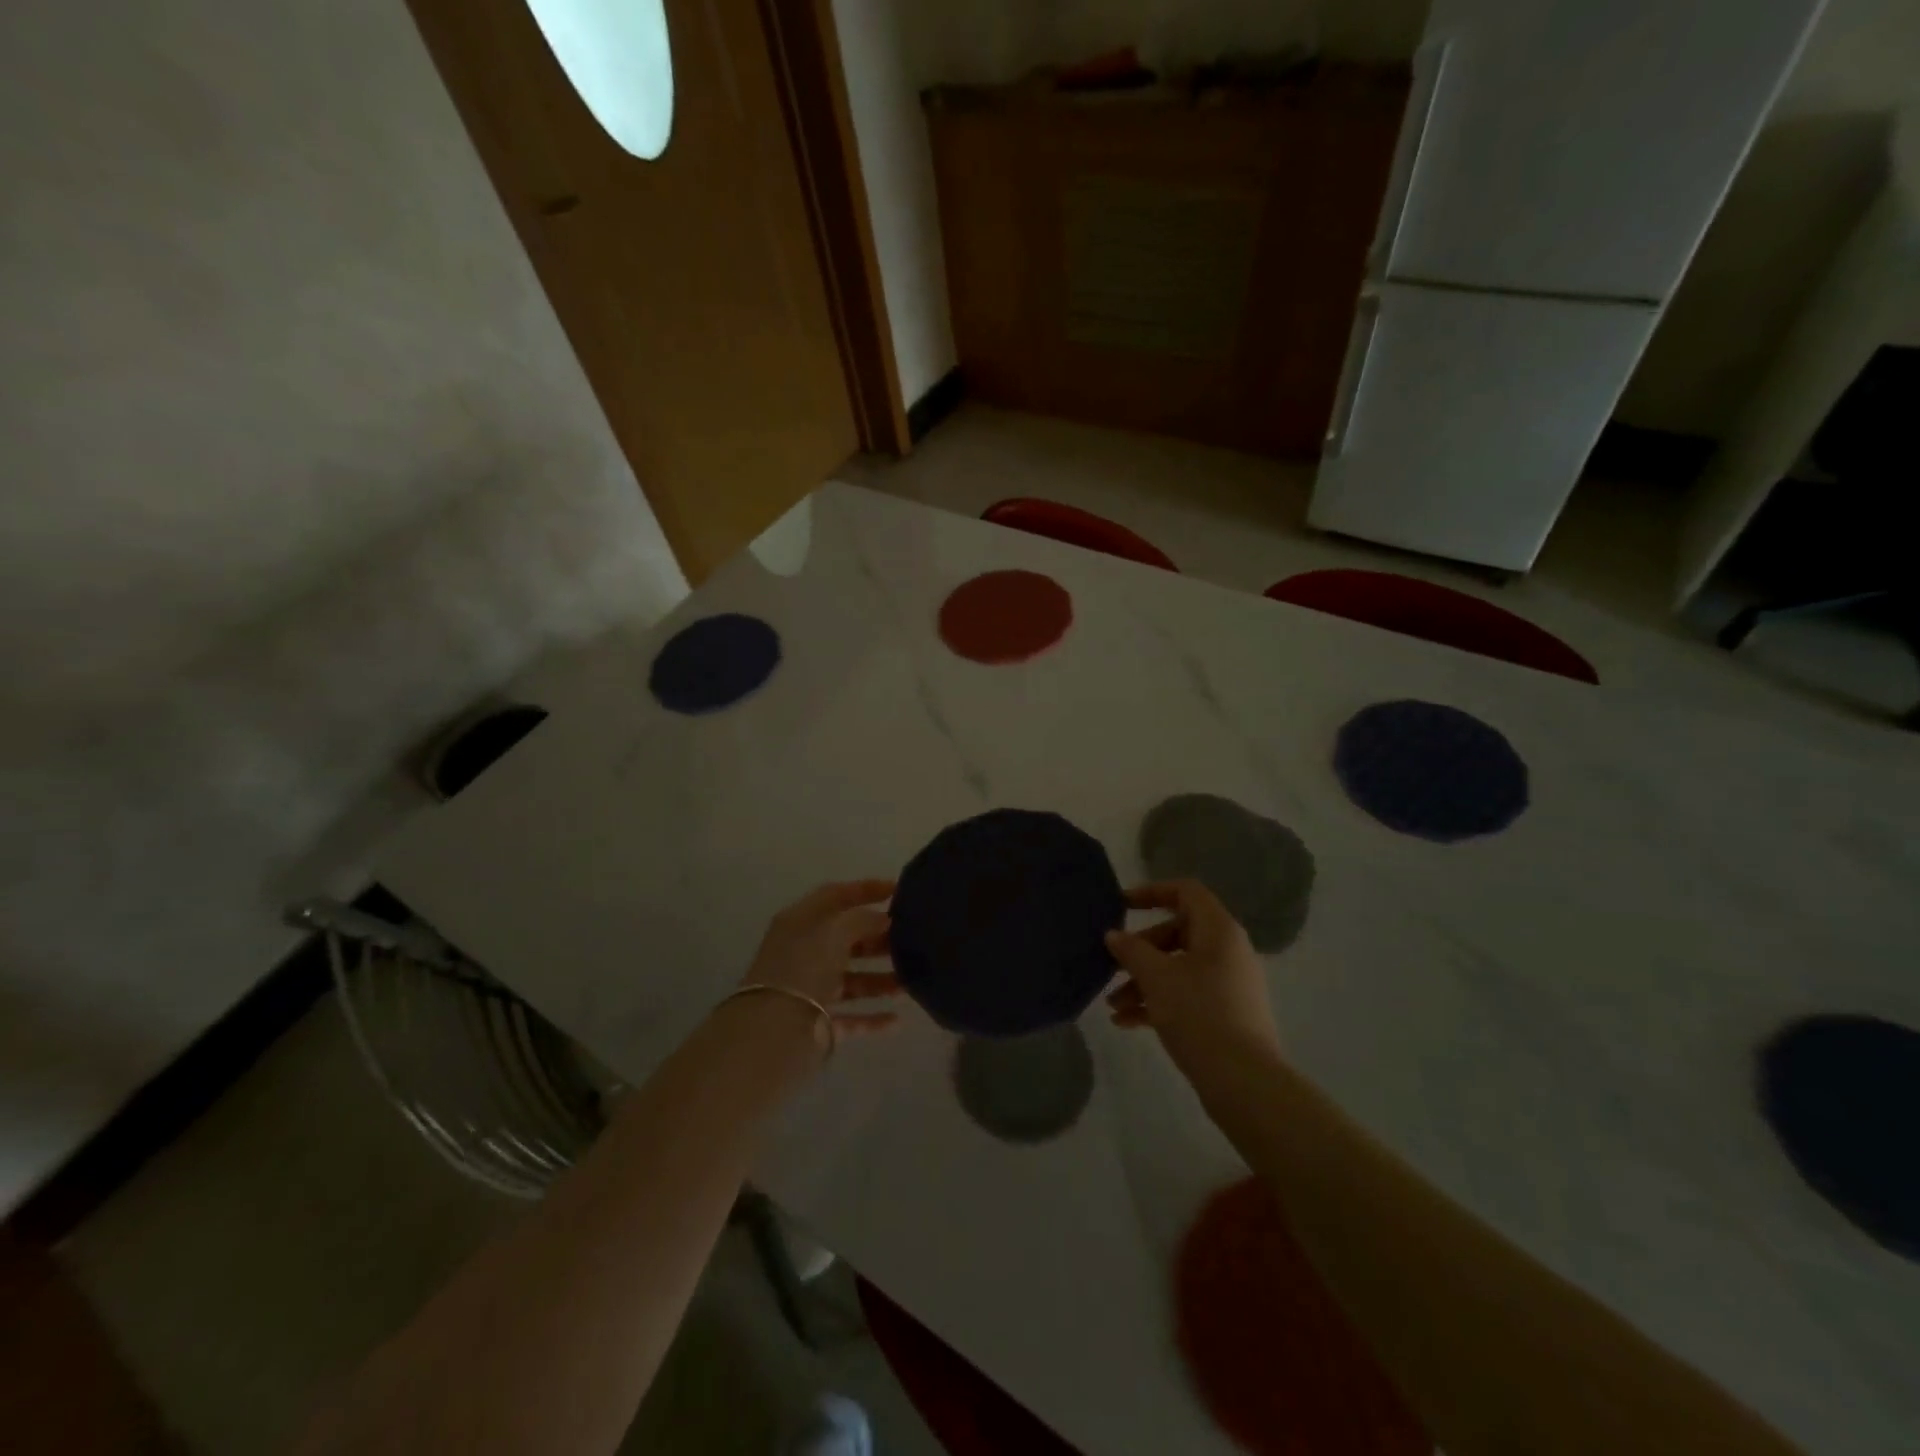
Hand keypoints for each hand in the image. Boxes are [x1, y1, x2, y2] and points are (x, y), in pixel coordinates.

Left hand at [739, 880, 903, 1051]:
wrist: (775, 1030)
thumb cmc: (804, 967)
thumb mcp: (834, 931)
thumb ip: (863, 920)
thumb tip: (883, 920)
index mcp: (800, 923)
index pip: (835, 896)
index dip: (865, 889)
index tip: (897, 889)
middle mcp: (803, 953)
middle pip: (846, 940)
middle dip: (878, 939)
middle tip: (910, 939)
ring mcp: (810, 990)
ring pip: (851, 981)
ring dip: (880, 980)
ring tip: (909, 981)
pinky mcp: (817, 1024)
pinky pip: (851, 1018)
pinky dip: (872, 1019)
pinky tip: (896, 1020)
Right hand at [1104, 879, 1281, 1073]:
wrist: (1243, 1081)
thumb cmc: (1198, 1014)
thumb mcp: (1156, 977)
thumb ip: (1131, 950)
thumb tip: (1114, 935)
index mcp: (1218, 930)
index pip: (1185, 891)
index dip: (1151, 892)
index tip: (1120, 905)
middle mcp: (1228, 950)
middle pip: (1177, 933)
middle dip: (1140, 950)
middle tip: (1113, 966)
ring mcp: (1229, 984)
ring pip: (1178, 968)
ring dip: (1143, 981)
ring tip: (1112, 1005)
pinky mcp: (1226, 1013)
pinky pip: (1186, 994)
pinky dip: (1158, 1002)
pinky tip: (1127, 1023)